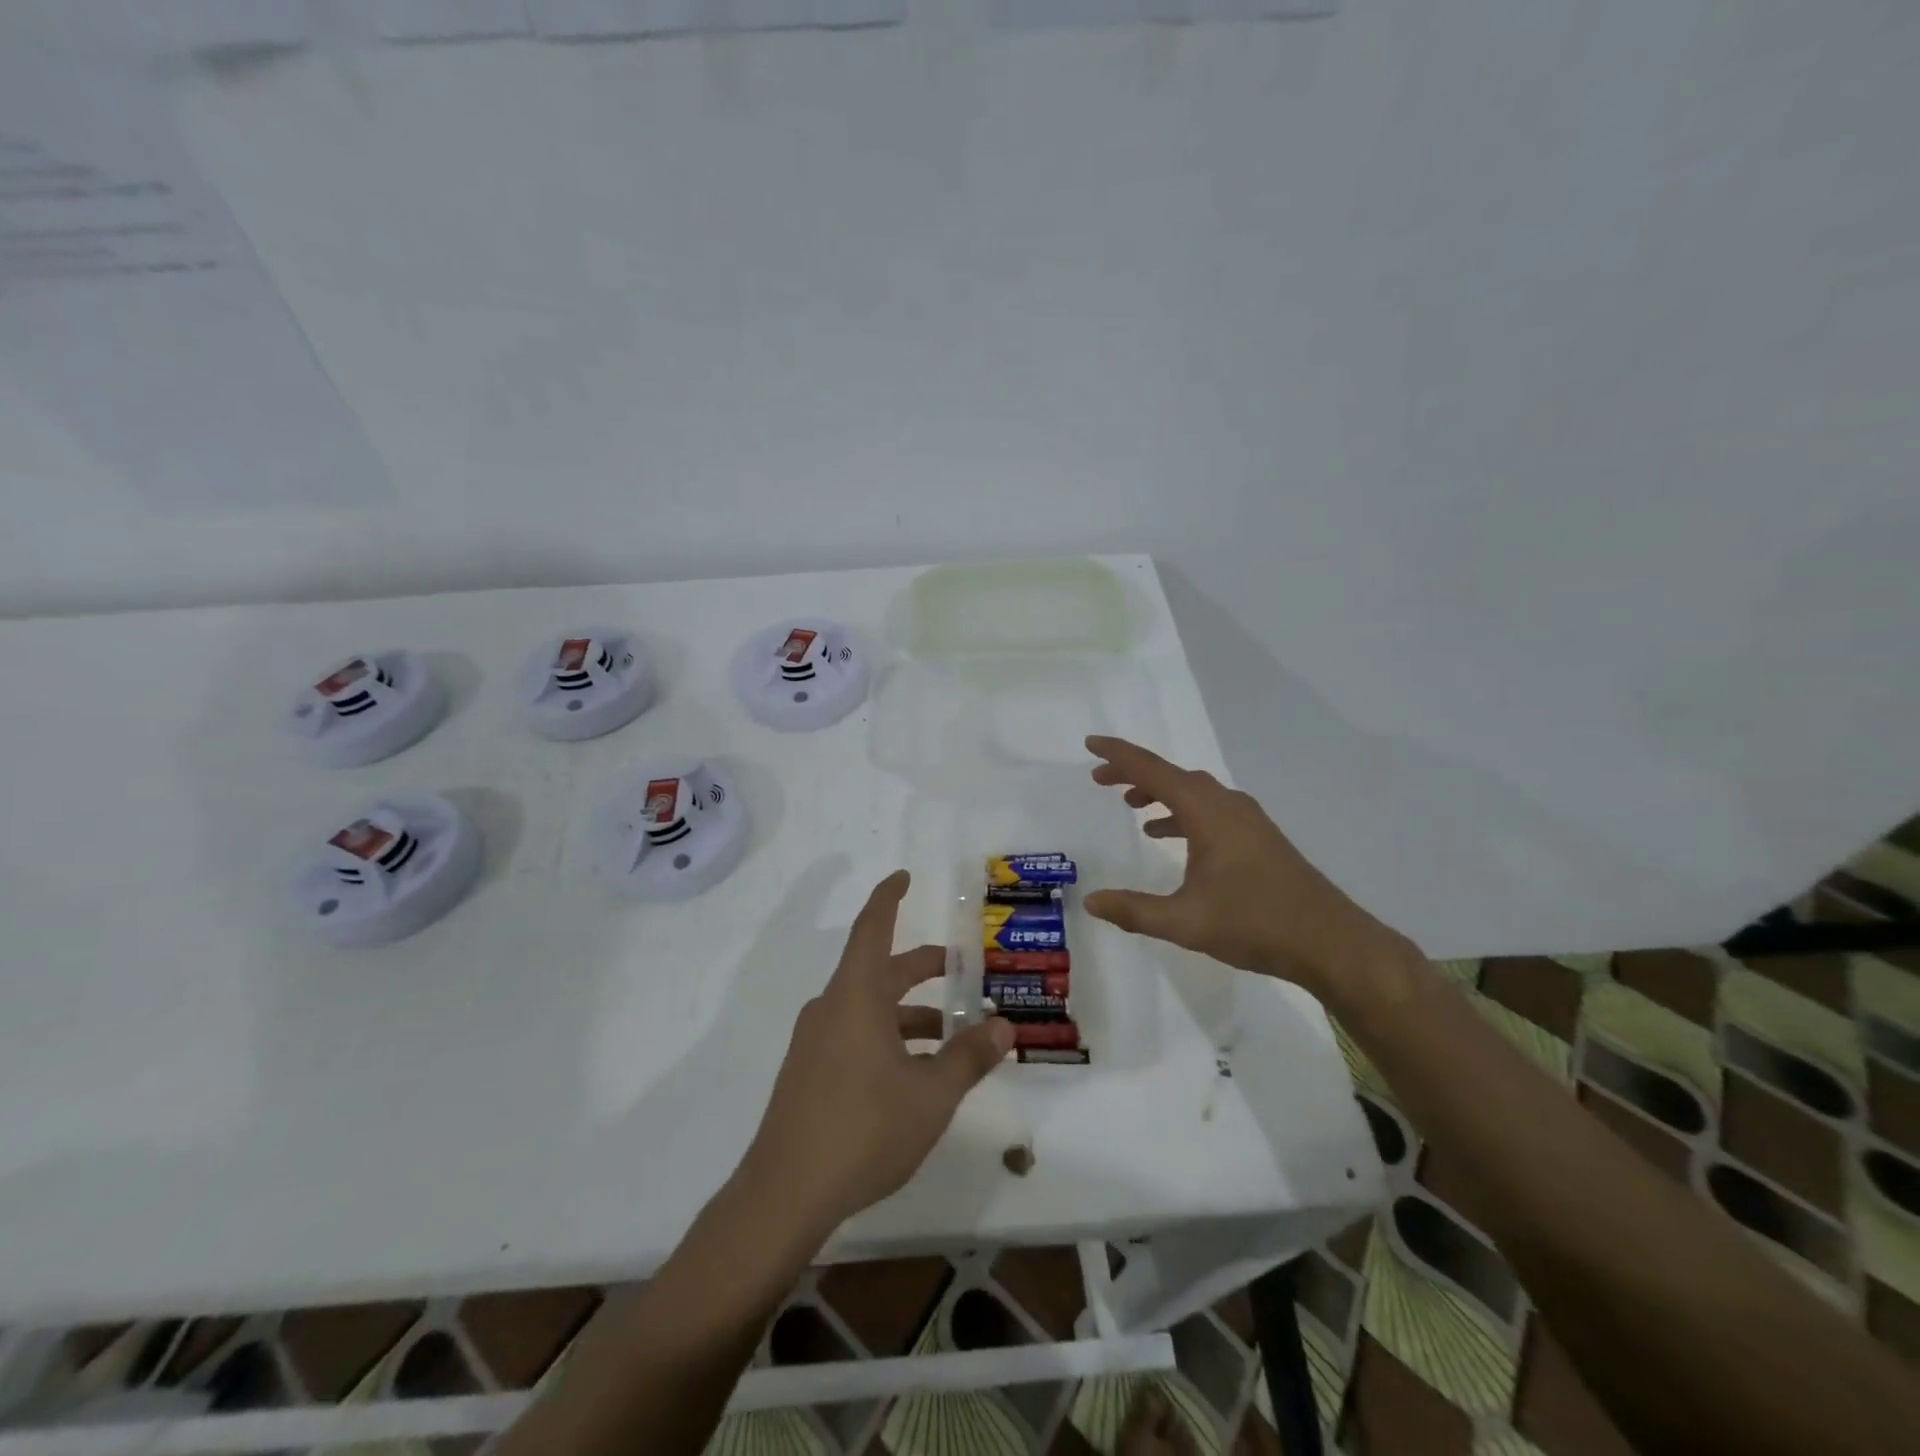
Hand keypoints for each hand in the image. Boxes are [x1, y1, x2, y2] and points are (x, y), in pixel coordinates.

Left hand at [742, 870, 1014, 1238]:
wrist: (784, 1195)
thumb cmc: (863, 1130)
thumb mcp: (931, 1095)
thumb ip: (969, 1056)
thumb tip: (1004, 1026)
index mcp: (856, 997)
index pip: (873, 929)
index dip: (888, 897)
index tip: (903, 876)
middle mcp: (832, 1008)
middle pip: (880, 971)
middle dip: (922, 967)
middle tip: (961, 968)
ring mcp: (816, 1041)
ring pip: (871, 1008)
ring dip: (911, 1013)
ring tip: (954, 1036)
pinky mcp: (810, 1072)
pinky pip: (856, 1034)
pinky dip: (890, 1038)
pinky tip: (917, 1074)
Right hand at [1083, 735, 1395, 990]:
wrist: (1331, 942)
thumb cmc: (1256, 924)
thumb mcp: (1186, 922)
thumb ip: (1135, 910)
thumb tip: (1091, 902)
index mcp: (1208, 813)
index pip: (1153, 771)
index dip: (1119, 756)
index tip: (1090, 744)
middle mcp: (1227, 805)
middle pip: (1173, 775)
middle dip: (1134, 773)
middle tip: (1100, 780)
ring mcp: (1247, 820)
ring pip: (1194, 791)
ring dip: (1160, 792)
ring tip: (1130, 805)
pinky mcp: (1258, 837)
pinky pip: (1210, 809)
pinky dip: (1182, 812)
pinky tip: (1170, 837)